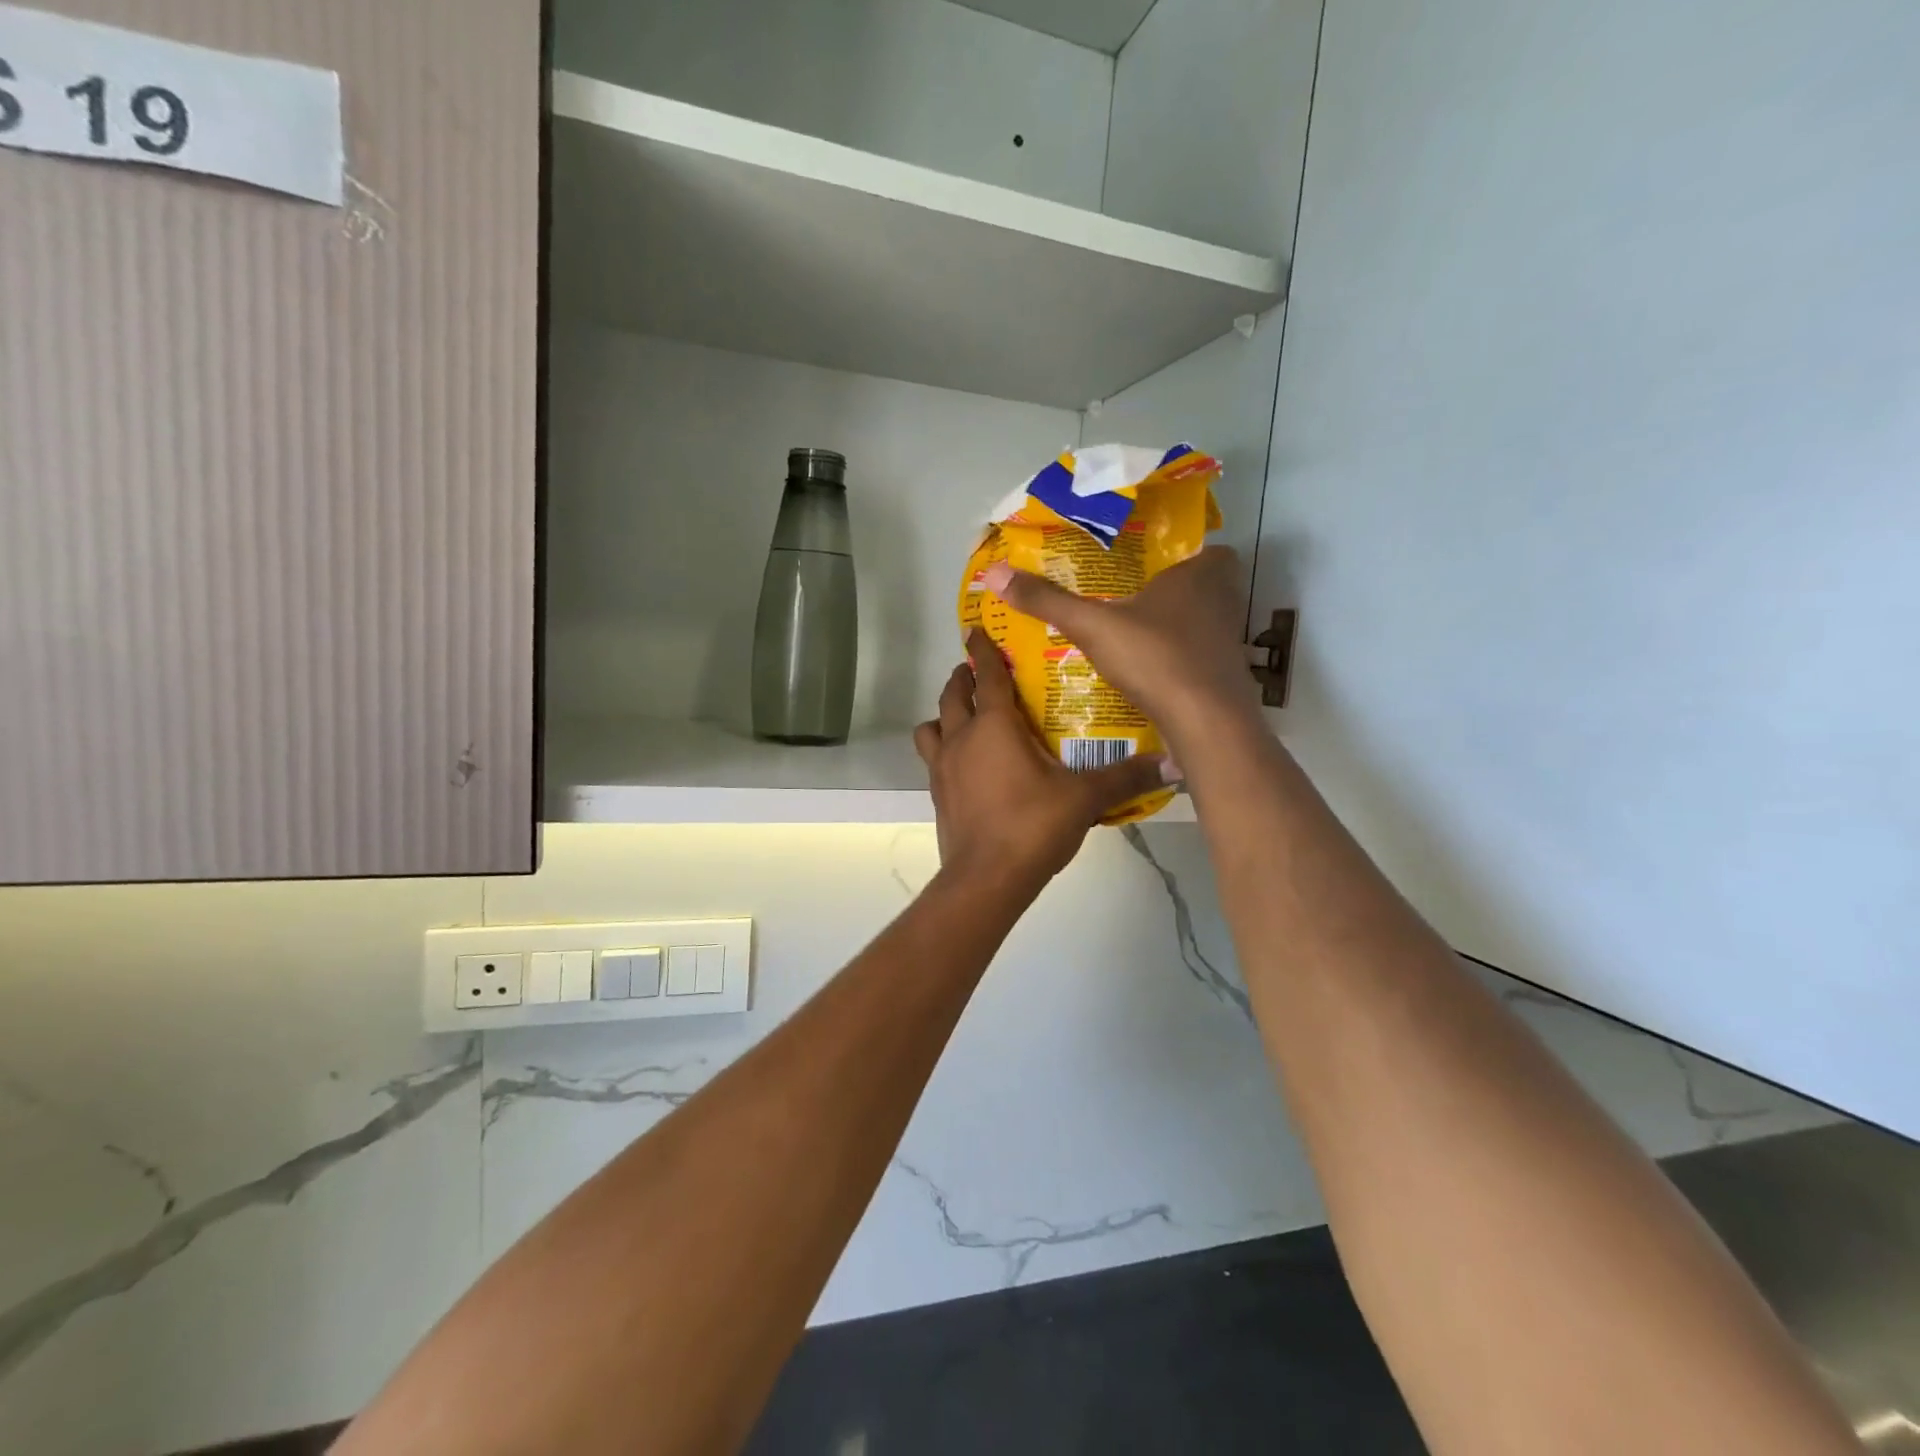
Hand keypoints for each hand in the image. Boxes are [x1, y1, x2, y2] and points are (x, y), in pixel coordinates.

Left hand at [914, 628, 1173, 890]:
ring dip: (945, 715)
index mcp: (994, 726)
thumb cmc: (1033, 825)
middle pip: (952, 695)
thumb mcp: (1086, 798)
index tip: (976, 630)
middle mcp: (961, 738)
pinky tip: (966, 765)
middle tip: (977, 671)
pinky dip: (944, 750)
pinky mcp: (937, 795)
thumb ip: (1127, 777)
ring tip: (965, 718)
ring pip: (932, 726)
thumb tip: (1175, 764)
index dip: (983, 650)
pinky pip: (933, 759)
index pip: (986, 675)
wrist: (986, 879)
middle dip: (963, 677)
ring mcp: (943, 768)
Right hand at [979, 546, 1262, 753]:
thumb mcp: (1092, 626)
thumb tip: (995, 573)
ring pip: (1201, 623)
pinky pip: (1198, 656)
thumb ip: (1047, 601)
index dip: (1185, 553)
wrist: (1205, 724)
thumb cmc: (1155, 658)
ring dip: (1173, 626)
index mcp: (1200, 575)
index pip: (1209, 549)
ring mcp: (1227, 642)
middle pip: (1204, 587)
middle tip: (1130, 596)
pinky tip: (1144, 671)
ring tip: (1129, 633)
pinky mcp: (1224, 676)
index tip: (1151, 562)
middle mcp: (1222, 602)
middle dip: (1172, 591)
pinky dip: (1177, 659)